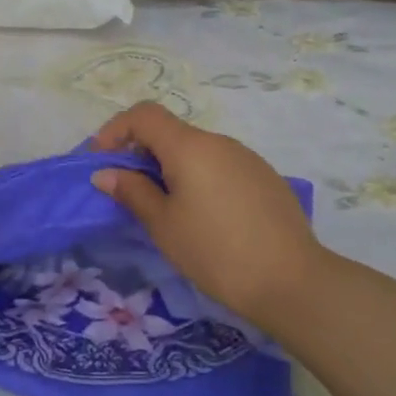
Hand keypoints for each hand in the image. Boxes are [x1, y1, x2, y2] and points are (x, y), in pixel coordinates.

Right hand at [89, 102, 322, 326]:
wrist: (292, 281)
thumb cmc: (216, 251)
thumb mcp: (164, 225)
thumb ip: (132, 192)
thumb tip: (106, 173)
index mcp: (189, 146)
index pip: (144, 114)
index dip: (116, 130)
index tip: (102, 161)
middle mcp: (219, 142)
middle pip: (170, 132)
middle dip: (142, 153)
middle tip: (128, 191)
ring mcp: (246, 158)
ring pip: (197, 150)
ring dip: (171, 168)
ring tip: (166, 209)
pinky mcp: (265, 178)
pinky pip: (220, 166)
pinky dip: (199, 178)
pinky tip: (205, 217)